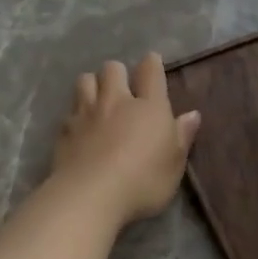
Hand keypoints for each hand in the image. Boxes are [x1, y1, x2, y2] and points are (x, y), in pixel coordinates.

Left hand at [51, 53, 201, 225]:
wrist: (90, 195)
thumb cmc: (143, 181)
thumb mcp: (174, 164)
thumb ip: (182, 136)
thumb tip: (193, 114)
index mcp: (149, 107)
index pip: (150, 72)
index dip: (152, 64)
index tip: (152, 63)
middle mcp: (116, 101)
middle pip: (112, 69)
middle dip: (118, 72)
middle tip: (123, 88)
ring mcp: (87, 113)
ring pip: (85, 80)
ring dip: (93, 84)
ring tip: (98, 99)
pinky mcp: (65, 130)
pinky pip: (70, 110)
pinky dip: (76, 113)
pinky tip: (80, 127)